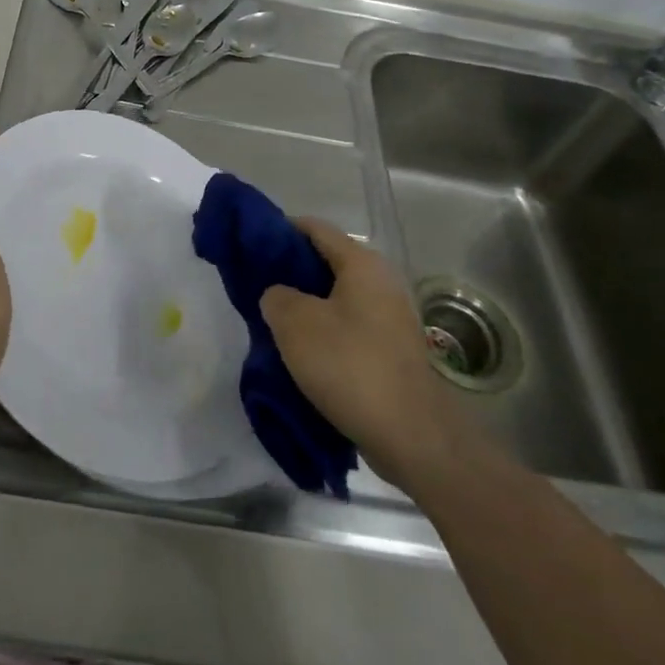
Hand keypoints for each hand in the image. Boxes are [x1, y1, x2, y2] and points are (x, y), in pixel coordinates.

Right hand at [260, 219, 468, 485]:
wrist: (413, 436)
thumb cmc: (350, 366)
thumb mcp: (295, 324)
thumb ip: (276, 297)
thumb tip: (279, 295)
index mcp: (362, 263)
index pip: (315, 228)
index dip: (280, 230)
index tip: (251, 245)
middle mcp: (381, 282)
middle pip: (327, 262)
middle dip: (291, 272)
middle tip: (258, 287)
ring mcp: (391, 318)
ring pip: (337, 298)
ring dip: (306, 306)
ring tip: (274, 322)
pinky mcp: (392, 350)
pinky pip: (349, 327)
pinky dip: (325, 331)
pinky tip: (302, 352)